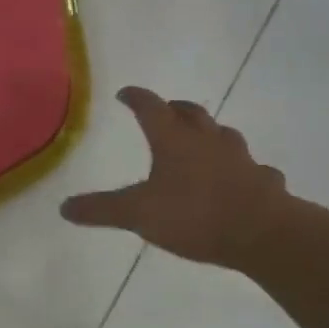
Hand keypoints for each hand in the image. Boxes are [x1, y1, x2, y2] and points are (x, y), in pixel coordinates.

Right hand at [61, 87, 286, 267]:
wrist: (264, 234)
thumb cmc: (195, 215)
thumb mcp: (137, 214)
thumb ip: (101, 209)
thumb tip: (64, 207)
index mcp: (174, 141)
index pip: (151, 108)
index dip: (136, 98)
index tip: (125, 93)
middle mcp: (208, 141)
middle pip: (191, 113)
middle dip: (175, 109)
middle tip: (165, 110)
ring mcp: (241, 159)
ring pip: (225, 136)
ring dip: (210, 134)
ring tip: (202, 141)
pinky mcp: (264, 181)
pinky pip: (253, 168)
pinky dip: (242, 168)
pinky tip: (240, 179)